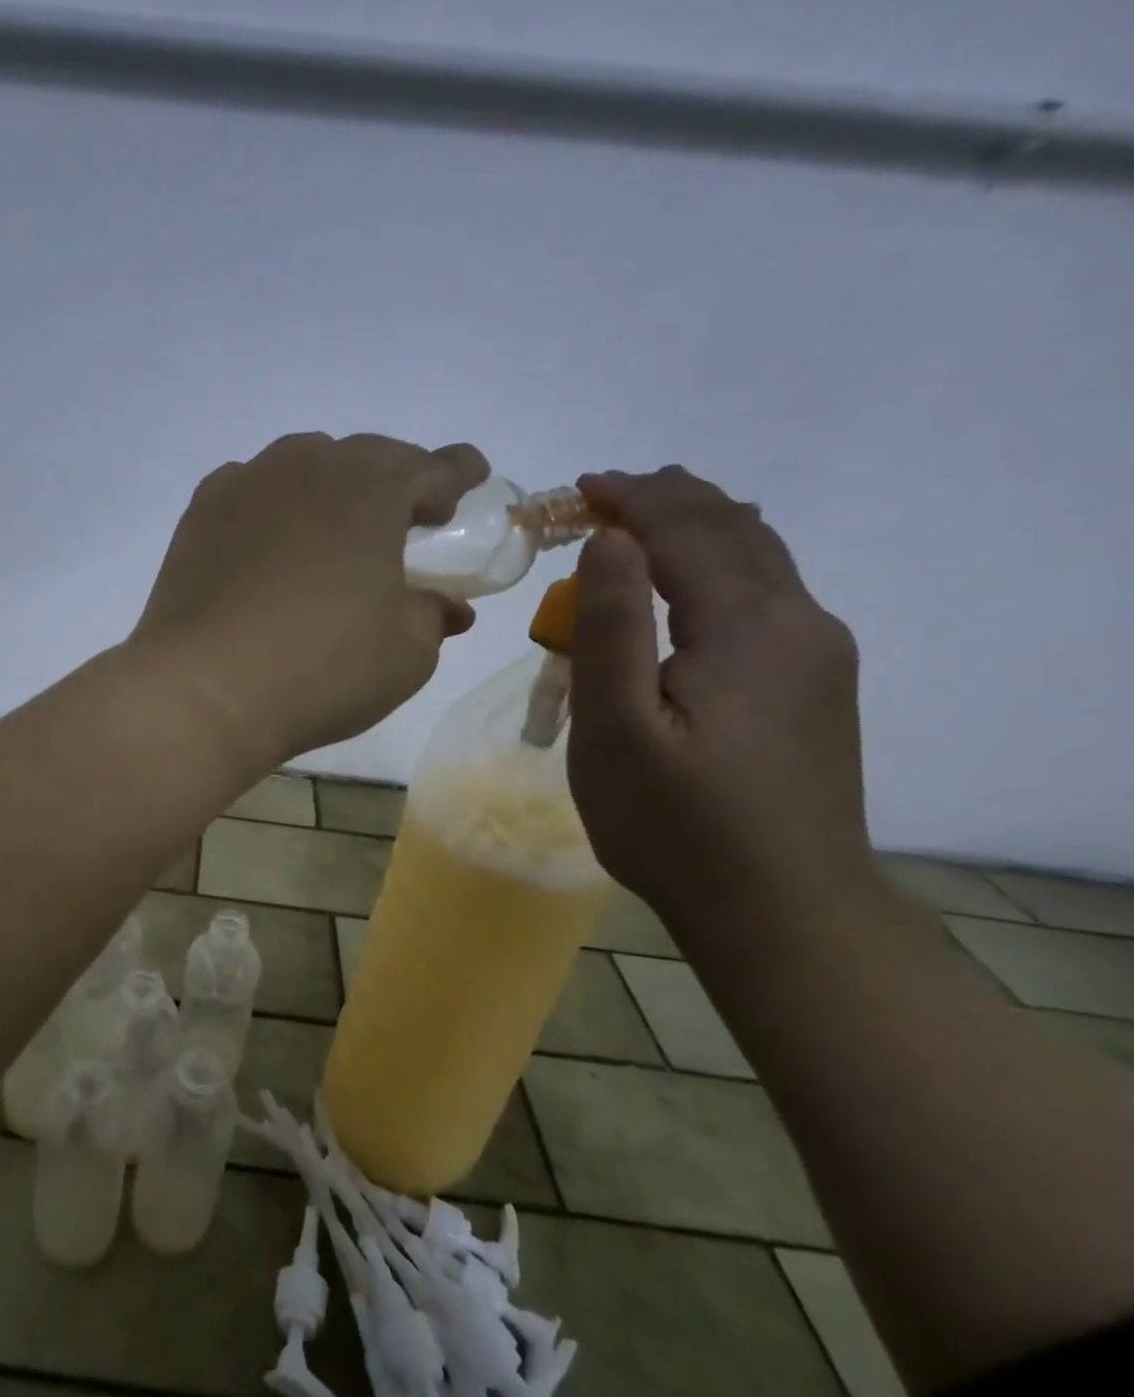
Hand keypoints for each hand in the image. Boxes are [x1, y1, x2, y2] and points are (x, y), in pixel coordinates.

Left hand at [131, 432, 482, 764]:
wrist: (205, 689)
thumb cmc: (322, 668)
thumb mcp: (406, 652)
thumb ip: (433, 615)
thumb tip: (447, 606)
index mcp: (372, 489)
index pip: (433, 466)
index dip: (459, 473)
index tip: (471, 480)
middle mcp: (308, 467)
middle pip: (366, 457)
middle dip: (395, 480)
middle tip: (407, 516)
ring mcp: (246, 484)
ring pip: (303, 464)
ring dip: (331, 484)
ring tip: (337, 524)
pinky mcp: (200, 514)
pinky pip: (250, 489)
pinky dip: (273, 503)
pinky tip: (272, 536)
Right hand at [567, 466, 875, 932]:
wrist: (780, 909)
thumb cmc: (674, 821)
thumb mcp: (615, 727)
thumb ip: (611, 626)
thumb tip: (611, 539)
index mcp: (749, 626)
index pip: (688, 531)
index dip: (632, 499)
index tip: (579, 487)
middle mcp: (799, 623)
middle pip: (734, 530)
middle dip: (667, 500)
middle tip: (604, 493)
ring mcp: (818, 655)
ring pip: (760, 558)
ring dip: (697, 528)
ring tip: (642, 521)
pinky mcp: (815, 686)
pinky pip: (767, 595)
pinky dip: (719, 565)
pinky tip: (693, 582)